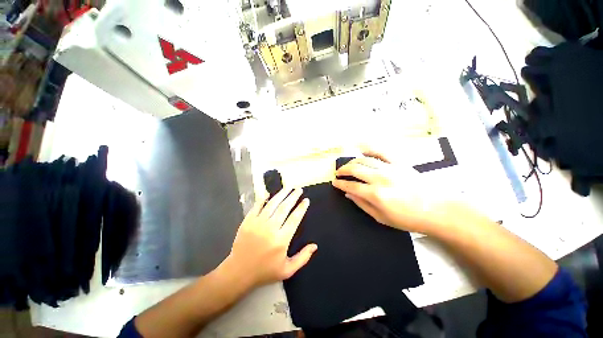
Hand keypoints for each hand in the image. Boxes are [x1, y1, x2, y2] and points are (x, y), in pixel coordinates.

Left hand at [223, 188, 316, 289]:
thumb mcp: (287, 270)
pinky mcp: (248, 221)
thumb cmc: (265, 271)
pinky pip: (257, 206)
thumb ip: (303, 258)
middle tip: (299, 189)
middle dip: (293, 197)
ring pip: (272, 204)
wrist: (239, 272)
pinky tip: (268, 193)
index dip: (301, 208)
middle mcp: (270, 228)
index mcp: (281, 239)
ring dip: (281, 195)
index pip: (294, 219)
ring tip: (288, 188)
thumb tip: (315, 246)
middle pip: (284, 208)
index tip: (306, 200)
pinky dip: (263, 199)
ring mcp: (258, 223)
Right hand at [332, 147, 450, 233]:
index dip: (340, 183)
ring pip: (364, 160)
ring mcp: (390, 168)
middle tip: (338, 173)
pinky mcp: (399, 163)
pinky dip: (370, 149)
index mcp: (375, 194)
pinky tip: (362, 149)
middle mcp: (380, 178)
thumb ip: (362, 204)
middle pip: (355, 169)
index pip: (351, 185)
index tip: (334, 182)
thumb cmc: (408, 219)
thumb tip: (348, 193)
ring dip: (352, 162)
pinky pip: (381, 152)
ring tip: (347, 165)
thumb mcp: (381, 217)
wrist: (438, 209)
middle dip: (343, 170)